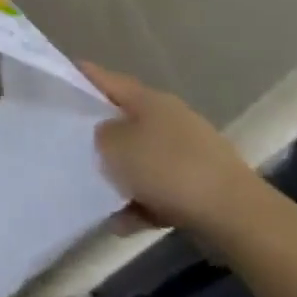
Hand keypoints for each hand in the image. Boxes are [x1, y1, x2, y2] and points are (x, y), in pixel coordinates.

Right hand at [81, 62, 263, 234]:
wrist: (236, 216)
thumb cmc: (168, 169)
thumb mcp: (115, 146)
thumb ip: (100, 135)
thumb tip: (105, 135)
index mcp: (149, 100)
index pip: (107, 80)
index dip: (83, 75)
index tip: (59, 75)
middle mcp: (170, 119)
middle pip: (125, 120)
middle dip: (99, 133)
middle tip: (68, 141)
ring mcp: (189, 153)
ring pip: (141, 159)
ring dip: (121, 175)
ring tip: (95, 194)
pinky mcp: (201, 186)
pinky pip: (159, 191)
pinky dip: (141, 203)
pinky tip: (123, 222)